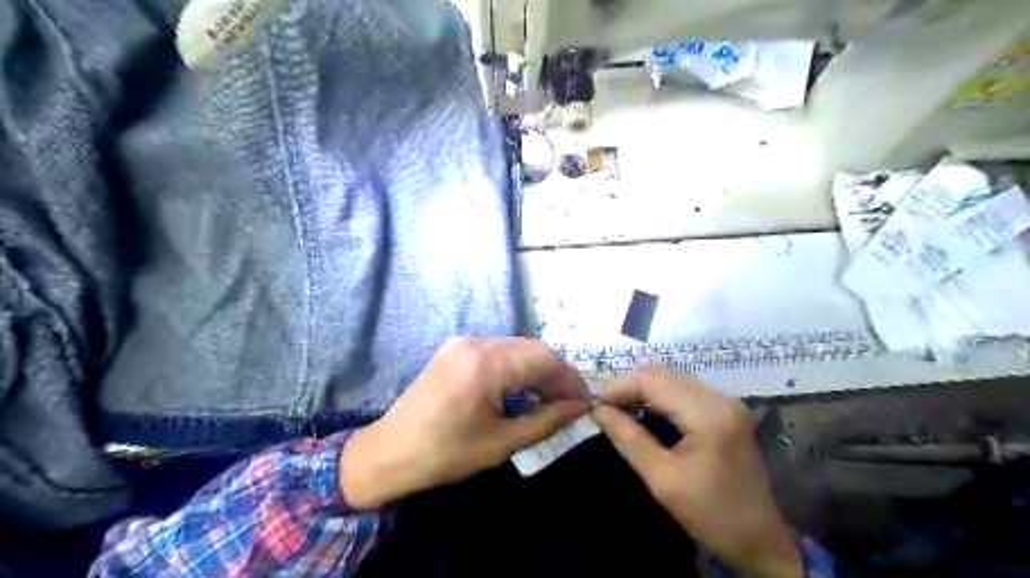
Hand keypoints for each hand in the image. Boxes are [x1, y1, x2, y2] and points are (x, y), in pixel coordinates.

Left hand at [341, 339, 591, 508]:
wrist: (388, 453)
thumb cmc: (445, 454)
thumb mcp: (502, 443)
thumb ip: (546, 421)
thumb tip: (580, 408)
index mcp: (486, 364)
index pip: (544, 358)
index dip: (569, 379)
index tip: (584, 403)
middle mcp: (476, 343)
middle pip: (531, 349)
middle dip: (554, 374)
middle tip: (569, 404)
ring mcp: (462, 343)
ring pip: (514, 348)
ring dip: (535, 371)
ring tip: (548, 400)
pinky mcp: (454, 350)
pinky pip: (496, 352)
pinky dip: (515, 369)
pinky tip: (520, 391)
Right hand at [592, 371, 799, 577]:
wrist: (760, 541)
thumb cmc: (710, 515)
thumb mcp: (662, 479)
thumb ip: (628, 438)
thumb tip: (598, 411)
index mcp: (708, 414)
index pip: (653, 381)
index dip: (619, 387)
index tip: (594, 403)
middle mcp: (720, 398)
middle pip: (663, 375)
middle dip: (630, 386)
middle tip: (604, 407)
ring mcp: (726, 402)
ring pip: (673, 379)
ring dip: (644, 390)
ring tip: (619, 409)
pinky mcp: (726, 411)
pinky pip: (685, 391)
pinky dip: (660, 397)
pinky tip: (645, 412)